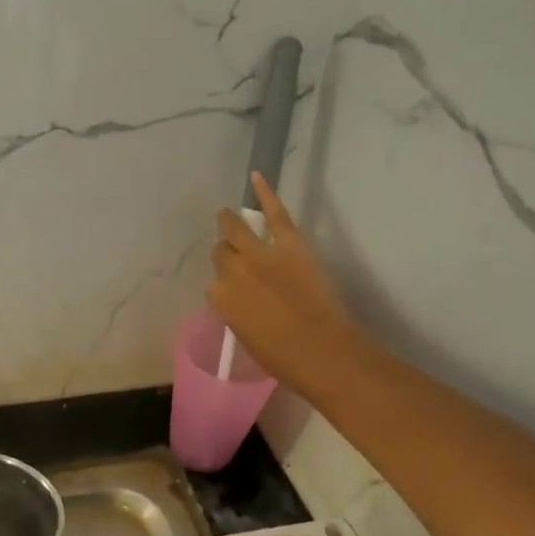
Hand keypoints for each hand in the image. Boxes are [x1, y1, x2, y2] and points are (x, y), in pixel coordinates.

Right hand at [208, 173, 368, 400]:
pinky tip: (256, 176)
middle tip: (233, 253)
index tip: (235, 290)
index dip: (225, 285)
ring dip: (229, 222)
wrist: (320, 351)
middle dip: (226, 254)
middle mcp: (232, 272)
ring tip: (227, 215)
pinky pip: (274, 213)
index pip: (214, 285)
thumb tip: (244, 304)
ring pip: (235, 229)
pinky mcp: (288, 244)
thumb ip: (239, 315)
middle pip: (221, 253)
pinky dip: (265, 193)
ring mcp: (260, 254)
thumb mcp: (248, 339)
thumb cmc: (283, 359)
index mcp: (220, 300)